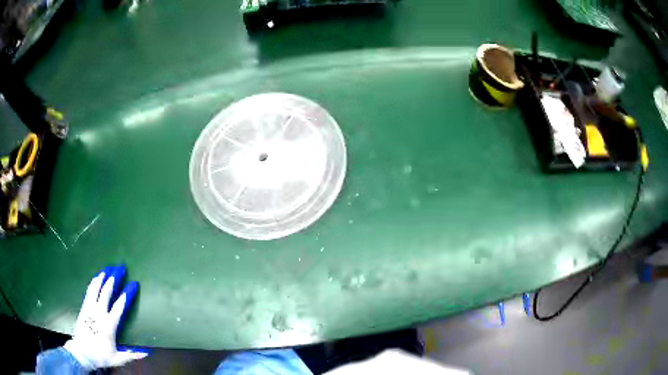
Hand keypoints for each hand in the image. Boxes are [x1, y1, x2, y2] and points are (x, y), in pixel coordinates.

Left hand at [64, 265, 147, 369]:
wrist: (82, 353)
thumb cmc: (101, 356)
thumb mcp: (118, 359)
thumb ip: (131, 355)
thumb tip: (147, 353)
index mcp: (109, 325)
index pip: (119, 307)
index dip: (126, 295)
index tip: (132, 285)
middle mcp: (99, 314)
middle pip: (105, 293)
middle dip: (113, 281)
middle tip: (118, 270)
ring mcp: (89, 309)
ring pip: (95, 290)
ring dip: (101, 279)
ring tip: (106, 270)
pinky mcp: (83, 308)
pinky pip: (88, 292)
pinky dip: (92, 284)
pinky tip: (95, 279)